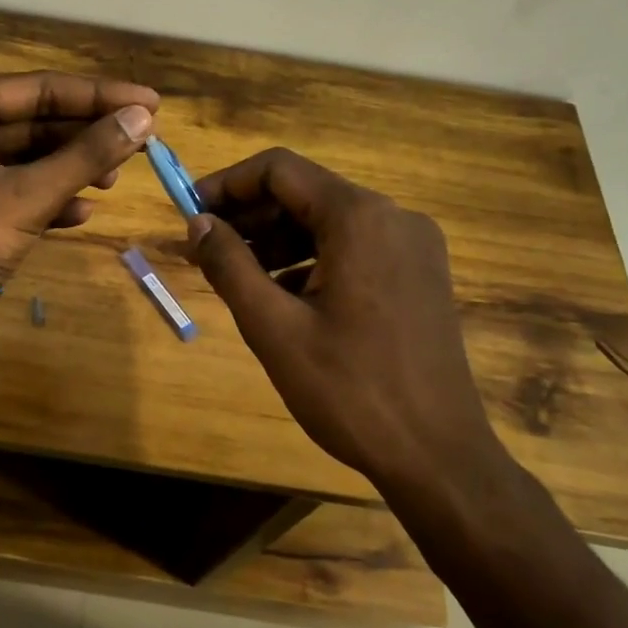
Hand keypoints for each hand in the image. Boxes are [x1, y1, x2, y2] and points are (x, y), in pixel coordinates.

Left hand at [0, 71, 158, 349]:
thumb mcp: (25, 196)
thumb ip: (85, 155)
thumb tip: (142, 118)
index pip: (42, 88)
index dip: (101, 96)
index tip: (153, 102)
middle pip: (37, 120)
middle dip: (87, 135)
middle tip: (142, 143)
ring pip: (30, 156)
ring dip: (72, 168)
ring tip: (114, 181)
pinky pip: (17, 188)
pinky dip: (49, 198)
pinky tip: (81, 213)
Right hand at [185, 148, 502, 485]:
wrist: (438, 457)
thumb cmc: (349, 390)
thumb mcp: (273, 327)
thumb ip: (229, 265)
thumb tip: (198, 223)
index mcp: (359, 218)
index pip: (279, 169)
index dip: (227, 184)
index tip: (189, 212)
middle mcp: (393, 217)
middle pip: (305, 192)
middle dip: (249, 214)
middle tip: (204, 247)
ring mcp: (413, 246)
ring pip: (328, 221)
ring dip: (276, 239)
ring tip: (234, 273)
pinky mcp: (419, 274)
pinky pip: (353, 248)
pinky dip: (310, 259)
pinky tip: (280, 294)